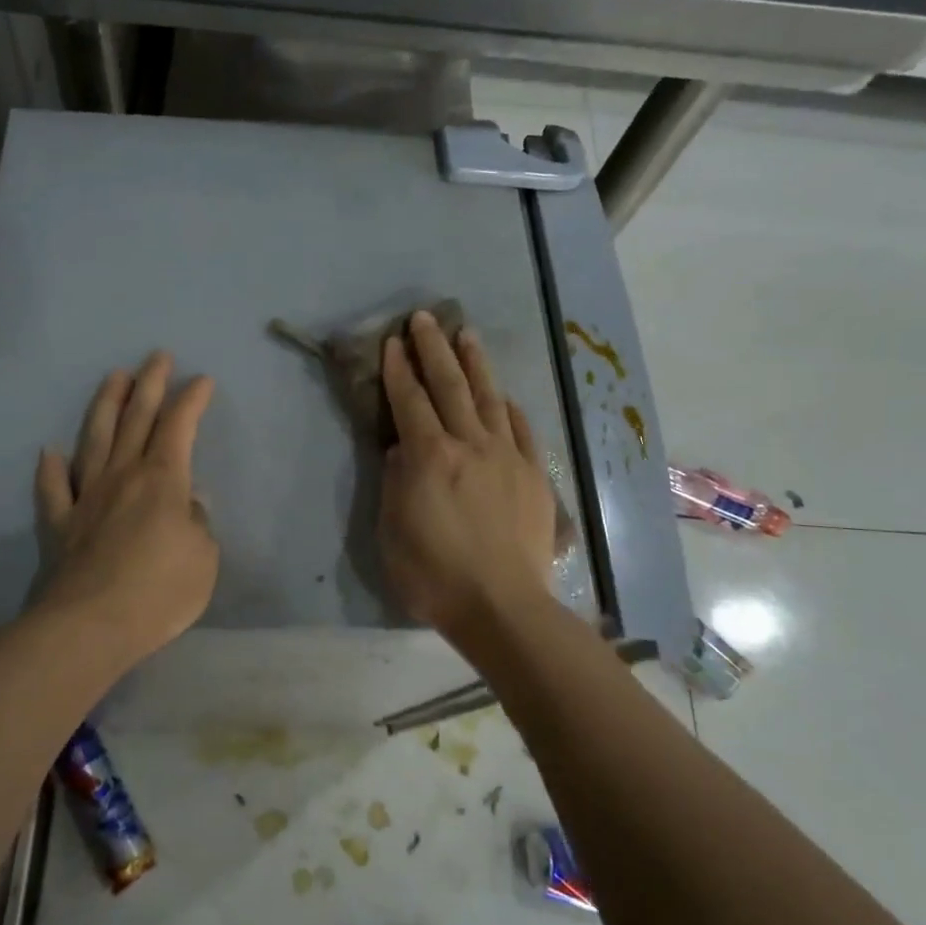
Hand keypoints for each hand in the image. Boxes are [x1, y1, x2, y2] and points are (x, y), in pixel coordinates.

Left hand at [35, 352, 218, 664]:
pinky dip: (50, 469)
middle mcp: (122, 476)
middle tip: (156, 356)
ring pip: (95, 439)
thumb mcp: (203, 559)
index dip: (191, 399)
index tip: (201, 379)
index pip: (179, 426)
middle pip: (137, 419)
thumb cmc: (159, 591)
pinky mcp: (59, 524)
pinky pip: (53, 489)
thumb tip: (187, 506)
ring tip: (114, 377)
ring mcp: (86, 497)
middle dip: (150, 384)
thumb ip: (198, 525)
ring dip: (106, 405)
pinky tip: (50, 453)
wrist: (90, 626)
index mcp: (162, 480)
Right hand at [379, 311, 557, 635]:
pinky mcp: (533, 475)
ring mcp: (507, 457)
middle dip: (433, 349)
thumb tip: (402, 450)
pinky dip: (510, 408)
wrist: (503, 606)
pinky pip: (522, 430)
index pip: (410, 401)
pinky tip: (503, 395)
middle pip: (449, 386)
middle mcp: (469, 445)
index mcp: (429, 457)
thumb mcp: (392, 532)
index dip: (399, 368)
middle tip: (424, 318)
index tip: (393, 340)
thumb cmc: (434, 575)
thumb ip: (396, 483)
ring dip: (475, 364)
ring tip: (466, 334)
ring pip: (488, 398)